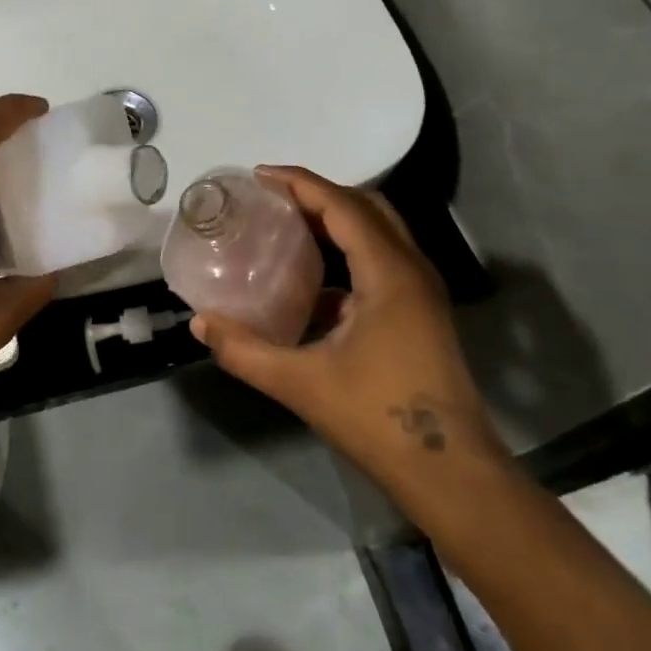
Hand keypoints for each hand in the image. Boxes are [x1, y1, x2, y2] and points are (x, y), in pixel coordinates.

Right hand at [191, 166, 510, 508]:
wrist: (452, 475)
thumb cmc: (379, 420)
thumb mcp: (301, 384)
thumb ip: (245, 351)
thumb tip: (199, 324)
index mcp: (389, 273)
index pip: (342, 205)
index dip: (300, 183)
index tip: (259, 175)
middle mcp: (411, 270)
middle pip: (366, 207)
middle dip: (318, 193)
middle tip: (271, 197)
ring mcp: (422, 291)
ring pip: (378, 231)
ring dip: (335, 218)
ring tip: (287, 223)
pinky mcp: (421, 312)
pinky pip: (382, 259)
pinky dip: (347, 250)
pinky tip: (313, 279)